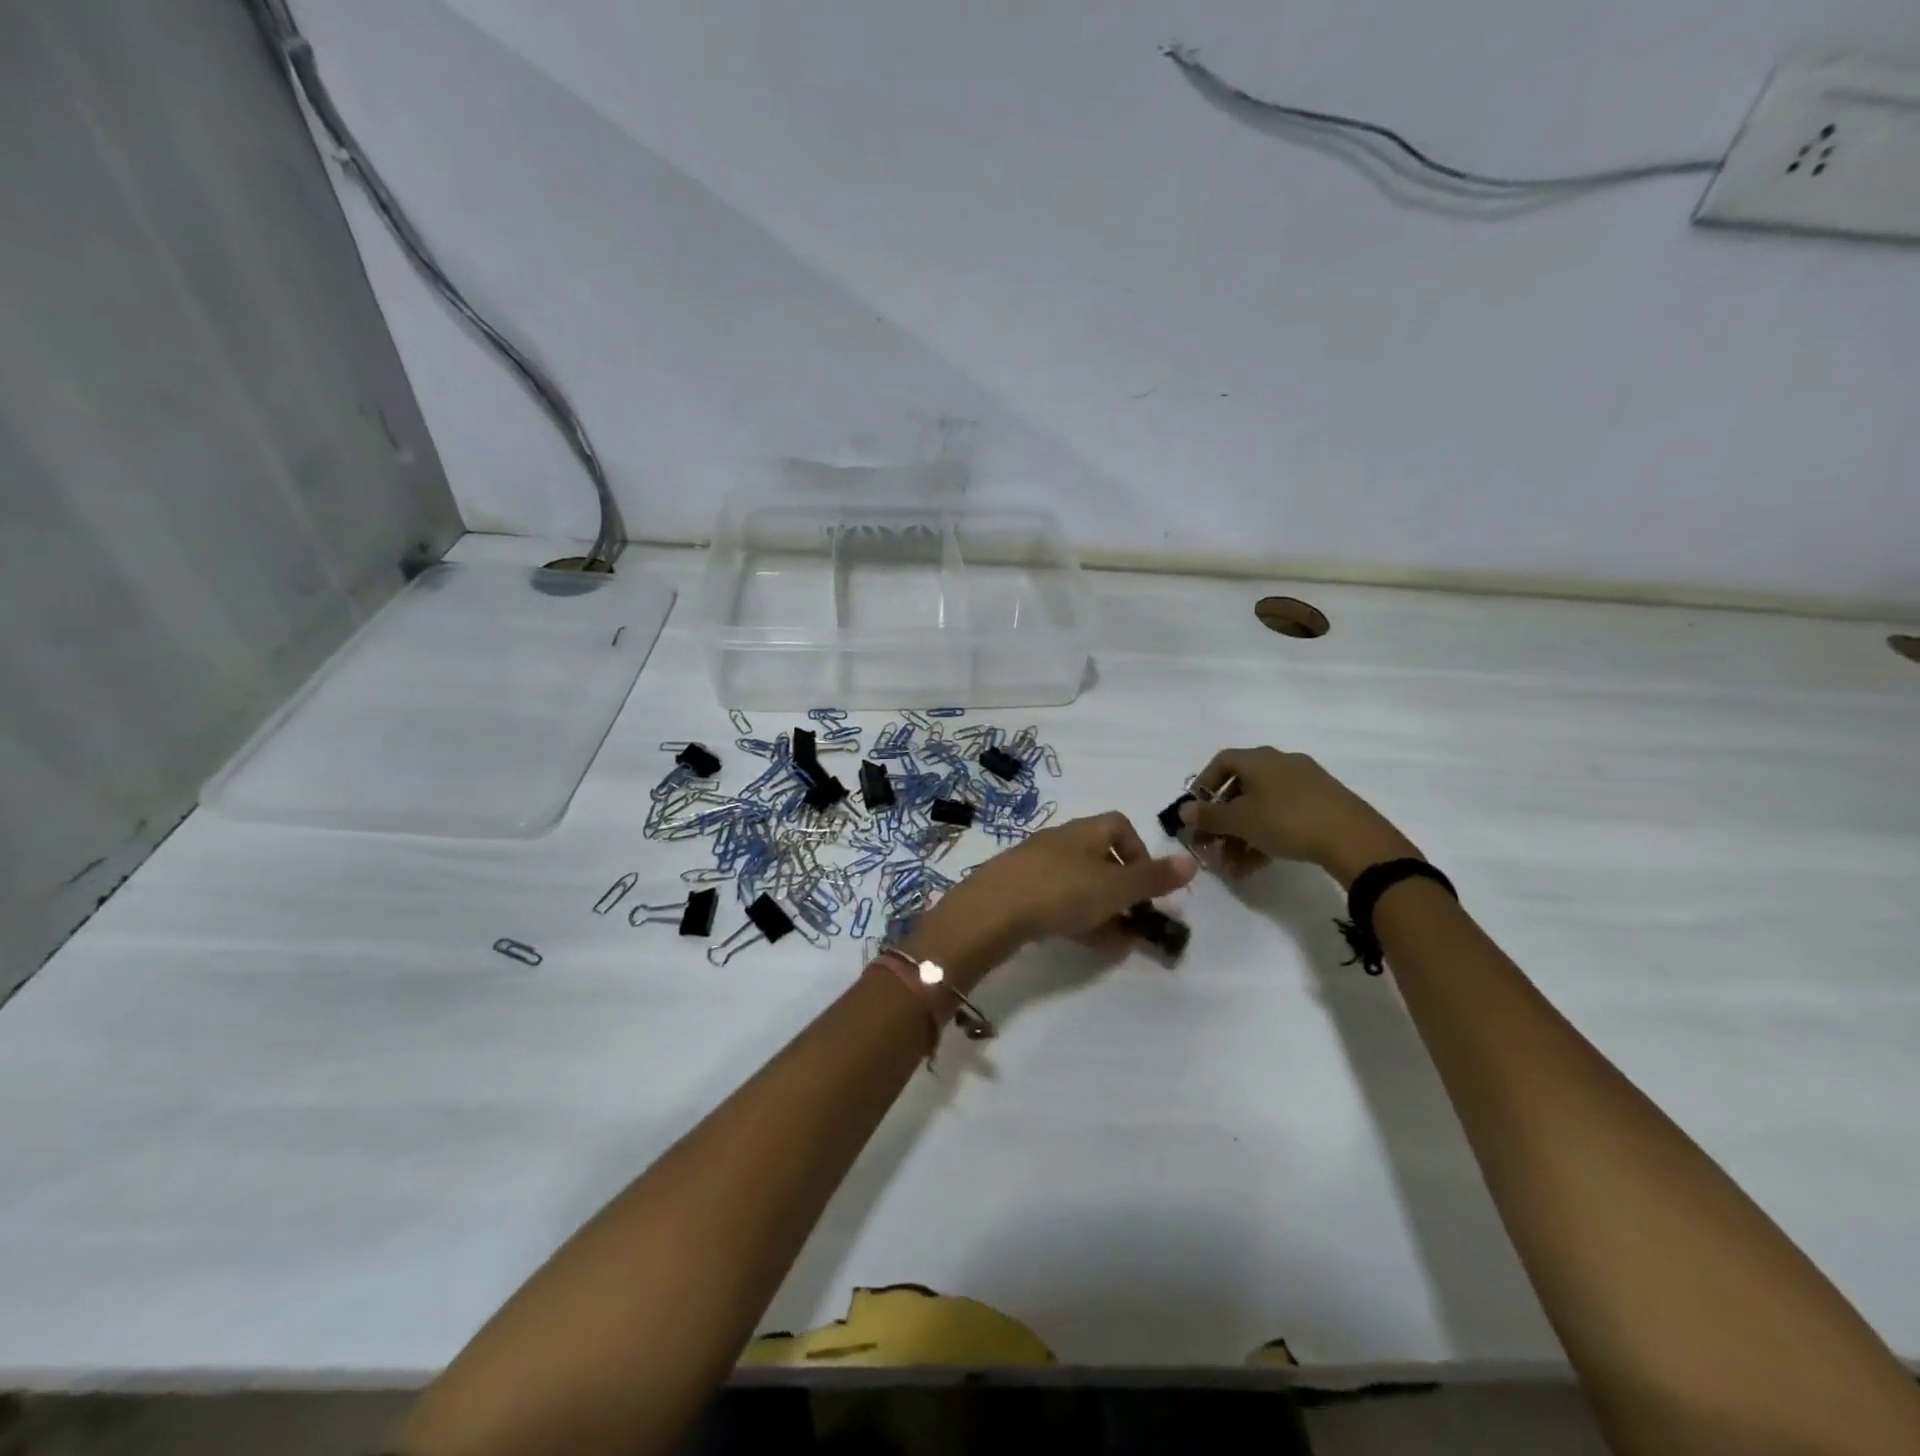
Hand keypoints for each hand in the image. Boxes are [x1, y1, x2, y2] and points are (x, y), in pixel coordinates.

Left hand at [905, 813, 1196, 987]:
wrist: (992, 910)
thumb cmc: (1061, 891)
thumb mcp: (1115, 888)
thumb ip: (1153, 878)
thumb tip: (1192, 860)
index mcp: (1084, 831)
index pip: (1120, 825)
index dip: (1140, 851)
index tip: (1147, 884)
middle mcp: (1060, 841)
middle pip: (1100, 857)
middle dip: (1121, 889)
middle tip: (1134, 919)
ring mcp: (1035, 865)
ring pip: (1078, 883)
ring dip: (1101, 908)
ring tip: (1115, 940)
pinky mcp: (1016, 890)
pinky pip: (1055, 900)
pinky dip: (1075, 918)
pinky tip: (1083, 942)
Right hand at [1180, 748, 1418, 888]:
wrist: (1353, 838)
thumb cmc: (1286, 820)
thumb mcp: (1240, 821)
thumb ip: (1208, 816)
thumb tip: (1184, 811)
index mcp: (1259, 759)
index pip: (1221, 762)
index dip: (1203, 786)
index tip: (1196, 812)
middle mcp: (1280, 764)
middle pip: (1240, 788)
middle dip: (1222, 819)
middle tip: (1210, 844)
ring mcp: (1305, 784)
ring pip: (1261, 806)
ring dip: (1241, 835)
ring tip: (1232, 865)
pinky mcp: (1323, 804)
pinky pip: (1283, 816)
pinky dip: (1265, 836)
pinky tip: (1257, 866)